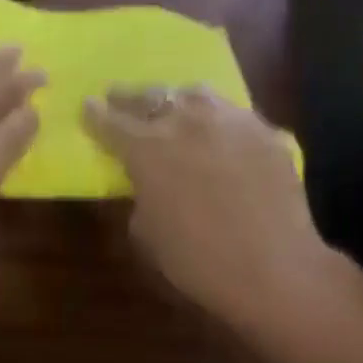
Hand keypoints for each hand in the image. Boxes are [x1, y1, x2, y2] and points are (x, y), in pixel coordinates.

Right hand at [83, 88, 336, 329]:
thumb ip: (140, 196)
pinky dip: (220, 121)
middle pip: (153, 97)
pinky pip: (235, 116)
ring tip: (175, 106)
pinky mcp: (267, 132)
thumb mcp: (147, 233)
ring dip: (178, 99)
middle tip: (120, 97)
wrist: (274, 268)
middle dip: (131, 98)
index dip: (96, 114)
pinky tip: (222, 135)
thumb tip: (148, 182)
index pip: (112, 122)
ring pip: (197, 95)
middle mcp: (187, 122)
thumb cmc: (197, 260)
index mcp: (148, 148)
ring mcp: (232, 121)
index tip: (88, 105)